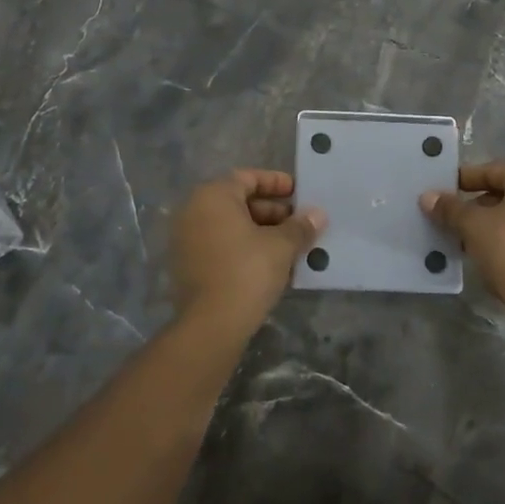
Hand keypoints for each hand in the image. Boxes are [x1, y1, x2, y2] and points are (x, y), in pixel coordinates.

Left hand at [169, 170, 325, 338]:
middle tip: (299, 223)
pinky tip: (271, 264)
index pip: (248, 178)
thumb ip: (300, 226)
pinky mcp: (187, 266)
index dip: (276, 183)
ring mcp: (186, 240)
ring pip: (230, 226)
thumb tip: (318, 214)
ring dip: (261, 232)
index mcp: (213, 196)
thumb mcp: (281, 246)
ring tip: (291, 246)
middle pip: (238, 202)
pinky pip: (221, 245)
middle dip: (272, 211)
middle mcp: (193, 211)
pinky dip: (244, 248)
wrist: (211, 325)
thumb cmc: (247, 271)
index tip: (299, 193)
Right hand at [421, 162, 504, 336]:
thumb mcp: (473, 226)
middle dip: (479, 205)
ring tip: (469, 238)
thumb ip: (450, 208)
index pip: (493, 171)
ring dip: (494, 223)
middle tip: (454, 218)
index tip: (445, 190)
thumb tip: (428, 197)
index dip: (465, 179)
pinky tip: (492, 253)